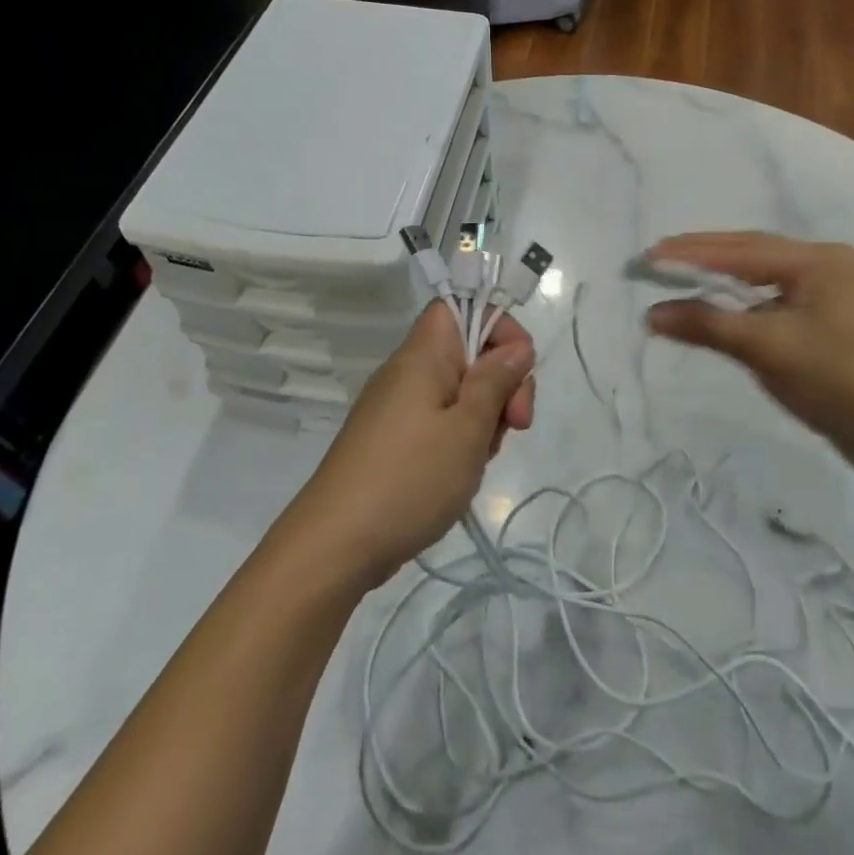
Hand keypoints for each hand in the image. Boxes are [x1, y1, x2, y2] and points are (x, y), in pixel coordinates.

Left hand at [287, 299, 535, 587]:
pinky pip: (439, 421)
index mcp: (423, 355)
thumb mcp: (468, 428)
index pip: (463, 307)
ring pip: (459, 391)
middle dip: (502, 384)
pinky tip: (460, 474)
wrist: (334, 547)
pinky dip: (460, 440)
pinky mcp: (392, 439)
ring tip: (479, 459)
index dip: (499, 327)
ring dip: (484, 418)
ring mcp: (397, 407)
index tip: (518, 373)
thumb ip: (496, 381)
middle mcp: (408, 371)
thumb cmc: (409, 479)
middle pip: (469, 352)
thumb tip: (516, 348)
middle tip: (515, 427)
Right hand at [644, 232, 853, 467]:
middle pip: (756, 253)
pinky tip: (729, 307)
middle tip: (659, 259)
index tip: (649, 255)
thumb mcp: (768, 350)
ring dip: (727, 278)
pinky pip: (783, 298)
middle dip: (707, 257)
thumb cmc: (839, 382)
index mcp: (820, 260)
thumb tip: (652, 314)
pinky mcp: (840, 318)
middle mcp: (832, 264)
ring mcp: (840, 290)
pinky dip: (750, 302)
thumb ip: (708, 324)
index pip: (742, 249)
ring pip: (770, 276)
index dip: (692, 252)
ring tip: (685, 277)